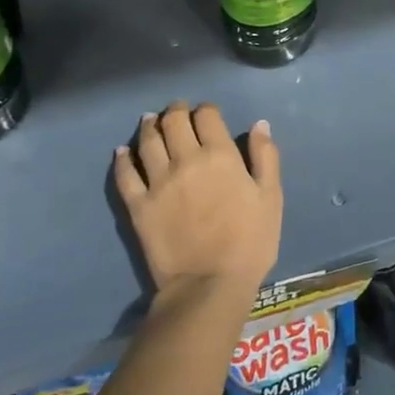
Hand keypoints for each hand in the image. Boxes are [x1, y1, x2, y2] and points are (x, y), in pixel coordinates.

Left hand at [113, 102, 281, 296]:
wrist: (209, 284)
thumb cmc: (250, 241)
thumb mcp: (271, 198)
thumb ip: (266, 157)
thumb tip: (260, 125)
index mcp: (220, 155)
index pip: (207, 116)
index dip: (206, 109)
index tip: (208, 113)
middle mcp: (185, 160)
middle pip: (174, 122)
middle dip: (176, 111)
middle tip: (178, 111)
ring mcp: (157, 182)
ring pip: (148, 141)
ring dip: (150, 125)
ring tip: (151, 120)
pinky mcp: (138, 205)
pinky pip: (125, 174)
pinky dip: (122, 158)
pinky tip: (122, 151)